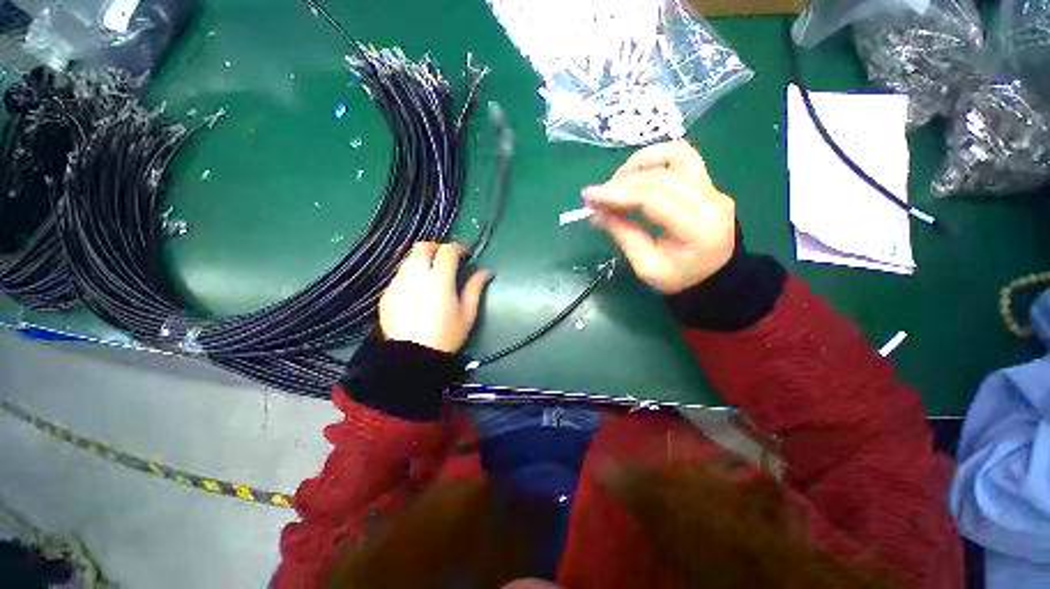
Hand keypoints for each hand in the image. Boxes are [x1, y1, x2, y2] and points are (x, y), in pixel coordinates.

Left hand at [380, 242, 491, 352]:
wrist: (412, 357)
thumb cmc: (446, 335)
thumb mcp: (467, 313)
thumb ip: (475, 288)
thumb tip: (486, 271)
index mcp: (439, 280)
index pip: (447, 251)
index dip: (458, 247)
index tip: (466, 254)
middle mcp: (415, 275)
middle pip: (422, 247)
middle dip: (437, 248)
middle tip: (447, 259)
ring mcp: (398, 284)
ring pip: (409, 259)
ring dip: (423, 260)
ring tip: (433, 275)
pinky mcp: (387, 294)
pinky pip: (400, 275)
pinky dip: (411, 274)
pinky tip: (418, 291)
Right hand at [583, 141, 735, 293]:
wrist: (716, 278)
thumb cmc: (680, 279)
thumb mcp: (646, 266)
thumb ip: (623, 235)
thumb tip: (597, 213)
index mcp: (697, 227)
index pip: (653, 196)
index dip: (617, 193)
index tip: (589, 197)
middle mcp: (711, 199)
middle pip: (660, 175)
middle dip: (621, 182)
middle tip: (596, 197)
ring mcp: (713, 187)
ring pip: (674, 155)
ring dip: (639, 164)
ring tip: (616, 183)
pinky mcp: (707, 183)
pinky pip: (680, 159)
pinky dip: (654, 161)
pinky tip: (635, 175)